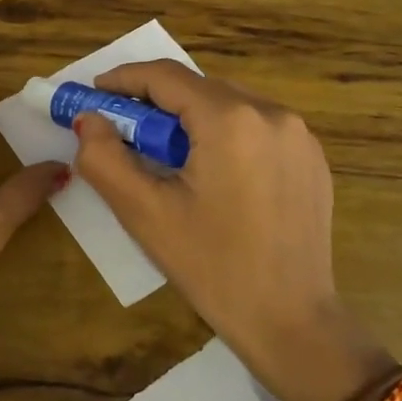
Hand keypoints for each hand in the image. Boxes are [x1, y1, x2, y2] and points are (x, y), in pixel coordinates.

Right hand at [69, 60, 391, 400]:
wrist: (292, 323)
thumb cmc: (212, 267)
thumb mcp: (144, 213)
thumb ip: (104, 158)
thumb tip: (88, 120)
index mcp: (230, 120)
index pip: (165, 77)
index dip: (123, 79)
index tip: (95, 93)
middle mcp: (271, 113)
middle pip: (198, 88)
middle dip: (155, 103)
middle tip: (123, 131)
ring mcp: (299, 135)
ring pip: (228, 104)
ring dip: (190, 118)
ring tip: (167, 157)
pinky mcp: (312, 159)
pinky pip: (256, 127)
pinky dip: (224, 134)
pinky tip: (212, 173)